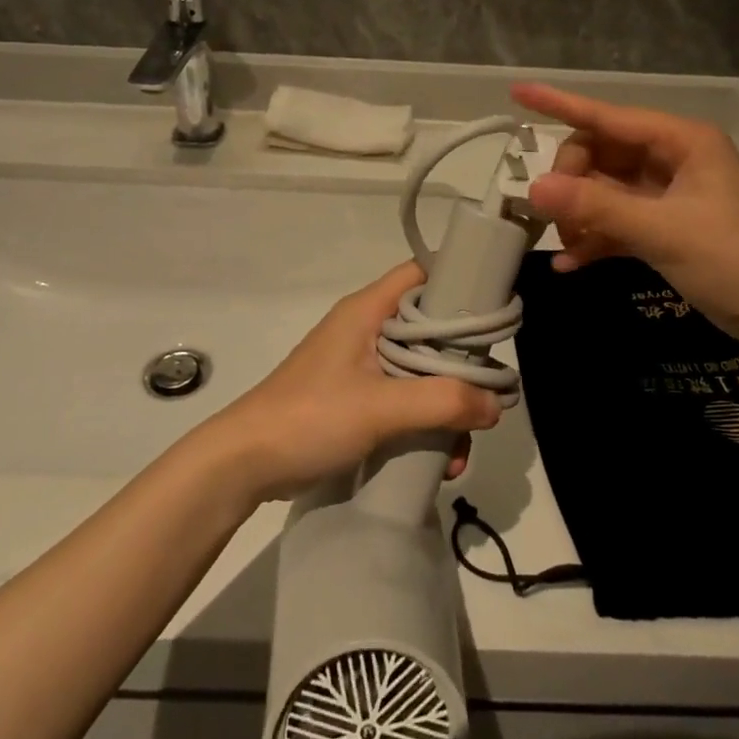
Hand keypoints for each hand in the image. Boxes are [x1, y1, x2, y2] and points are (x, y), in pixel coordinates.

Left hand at [194, 263, 501, 502]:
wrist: (244, 464)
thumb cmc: (310, 418)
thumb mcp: (380, 407)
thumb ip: (441, 402)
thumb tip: (494, 405)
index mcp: (367, 311)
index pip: (422, 275)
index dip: (460, 285)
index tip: (493, 317)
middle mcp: (366, 329)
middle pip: (430, 330)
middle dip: (460, 366)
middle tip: (483, 398)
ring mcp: (360, 365)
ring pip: (420, 371)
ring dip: (445, 405)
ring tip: (459, 450)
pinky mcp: (355, 398)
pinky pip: (403, 400)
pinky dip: (424, 423)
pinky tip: (440, 460)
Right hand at [511, 82, 738, 341]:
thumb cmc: (734, 258)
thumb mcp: (662, 230)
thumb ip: (596, 208)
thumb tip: (533, 188)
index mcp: (681, 141)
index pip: (608, 116)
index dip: (560, 104)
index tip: (517, 92)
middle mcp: (672, 159)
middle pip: (601, 154)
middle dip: (572, 181)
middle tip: (557, 215)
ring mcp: (667, 194)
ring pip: (604, 190)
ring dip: (580, 214)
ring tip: (564, 243)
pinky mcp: (664, 227)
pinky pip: (617, 221)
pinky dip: (595, 239)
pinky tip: (569, 262)